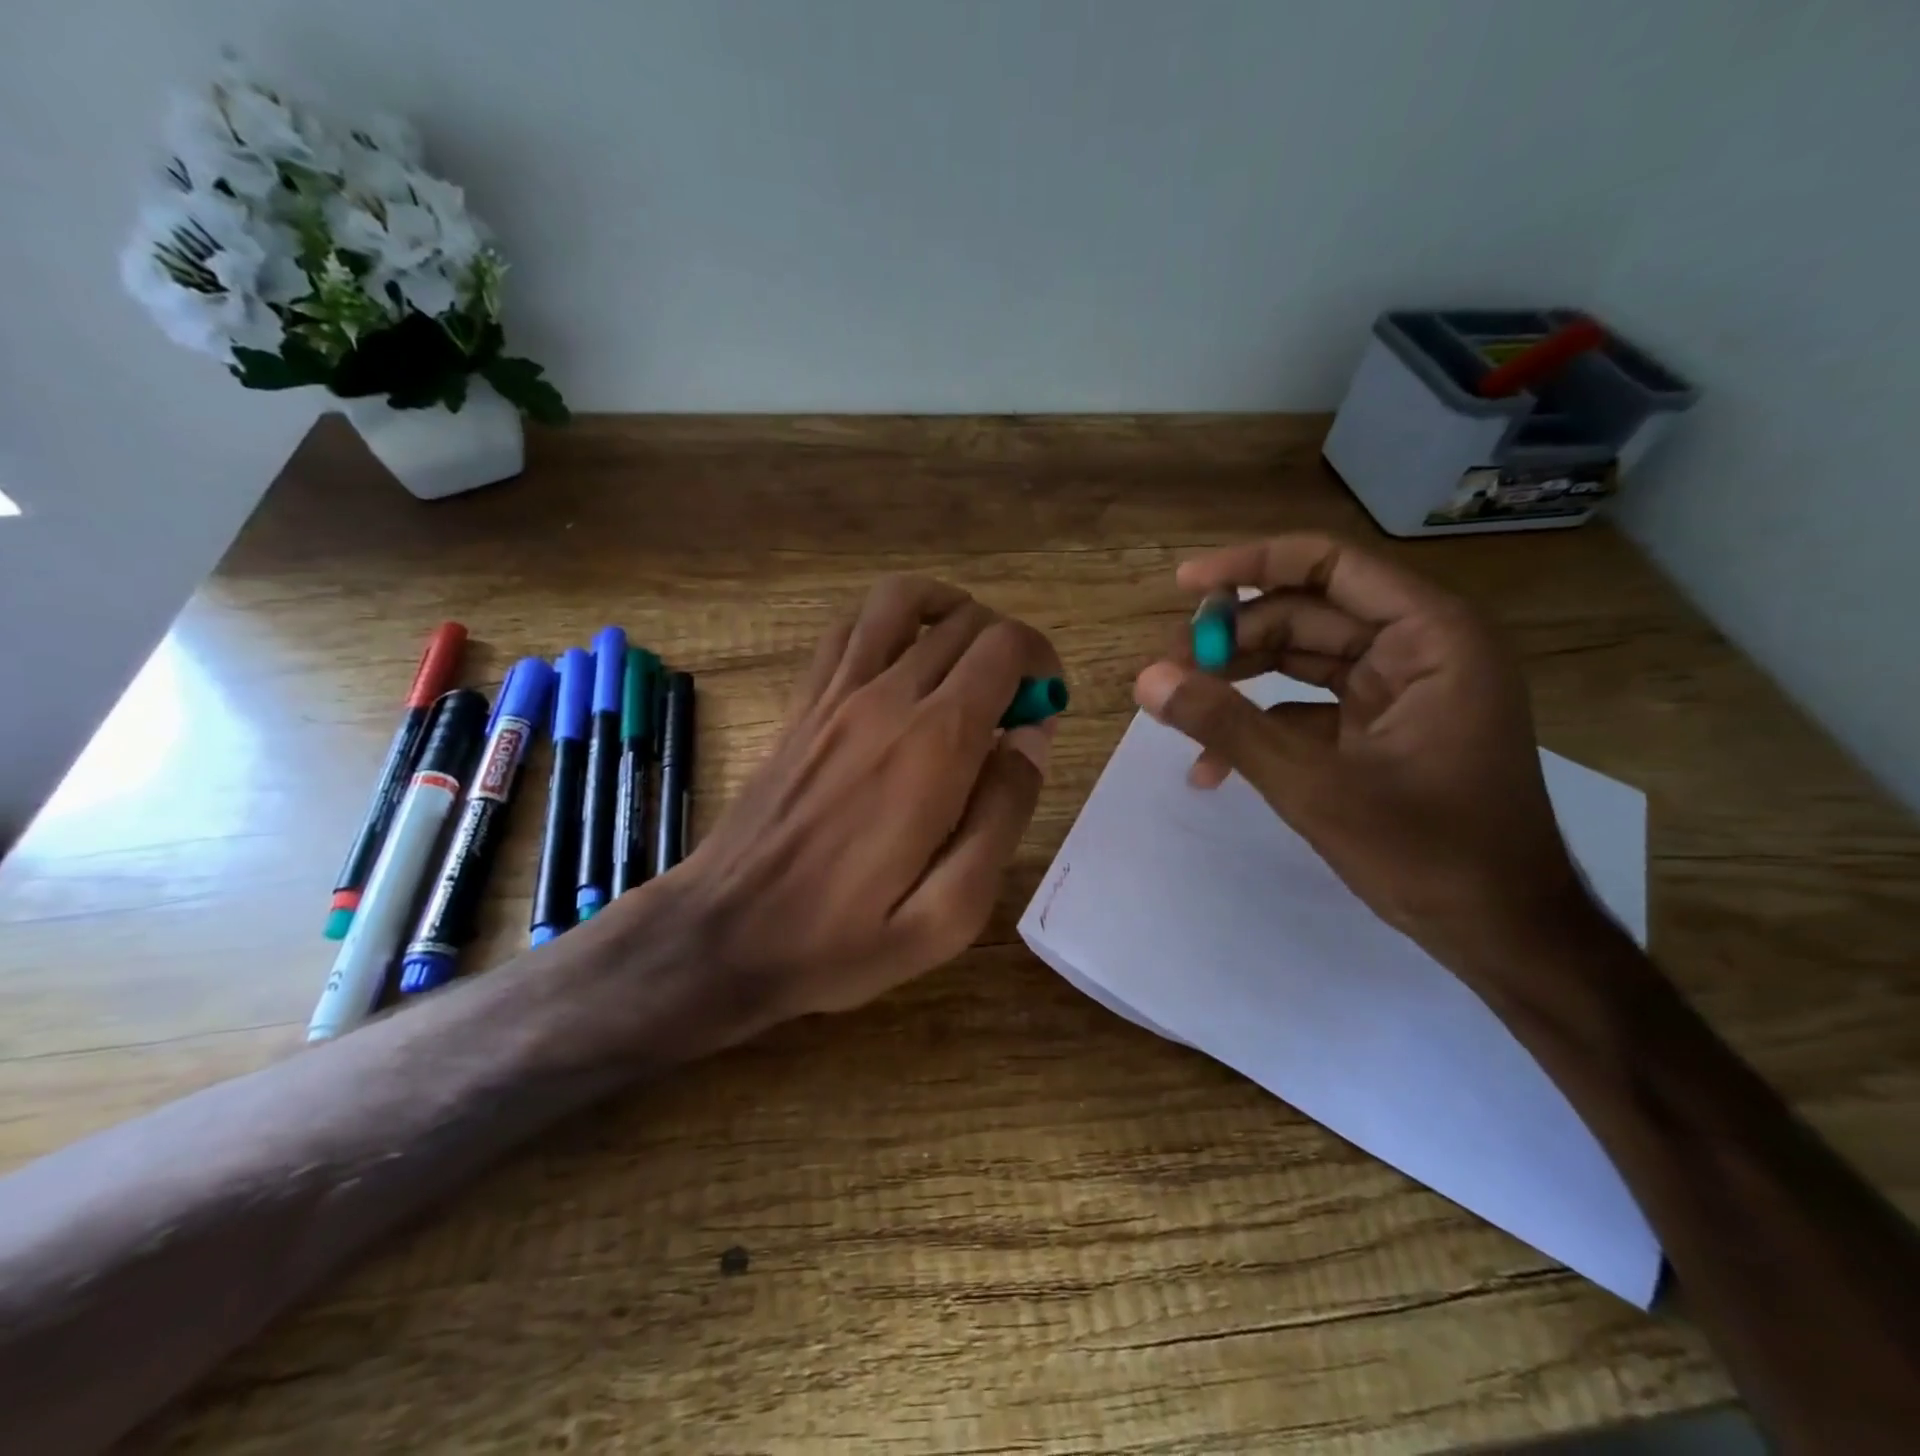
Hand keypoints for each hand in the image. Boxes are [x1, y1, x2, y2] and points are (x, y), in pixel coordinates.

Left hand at [674, 576, 1058, 1022]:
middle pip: (963, 621)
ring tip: (965, 658)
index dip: (1040, 661)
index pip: (1003, 648)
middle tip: (1011, 705)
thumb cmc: (844, 937)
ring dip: (948, 612)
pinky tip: (901, 659)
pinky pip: (848, 628)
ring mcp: (835, 694)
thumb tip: (1031, 739)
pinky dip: (888, 621)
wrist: (725, 933)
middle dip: (1006, 646)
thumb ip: (1004, 814)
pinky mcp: (802, 704)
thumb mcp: (951, 912)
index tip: (1044, 707)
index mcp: (933, 747)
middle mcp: (885, 699)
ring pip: (901, 601)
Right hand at [1133, 534, 1590, 978]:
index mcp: (1428, 637)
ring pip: (1301, 660)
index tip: (1184, 585)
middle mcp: (1418, 649)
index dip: (1251, 565)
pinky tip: (1209, 766)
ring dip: (1238, 681)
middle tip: (1166, 667)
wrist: (1502, 934)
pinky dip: (1261, 728)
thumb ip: (1227, 726)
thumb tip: (1146, 680)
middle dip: (1233, 639)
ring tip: (1176, 705)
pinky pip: (1308, 709)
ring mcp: (1400, 692)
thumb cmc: (1428, 852)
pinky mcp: (1381, 731)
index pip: (1330, 566)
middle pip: (1306, 614)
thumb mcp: (1314, 785)